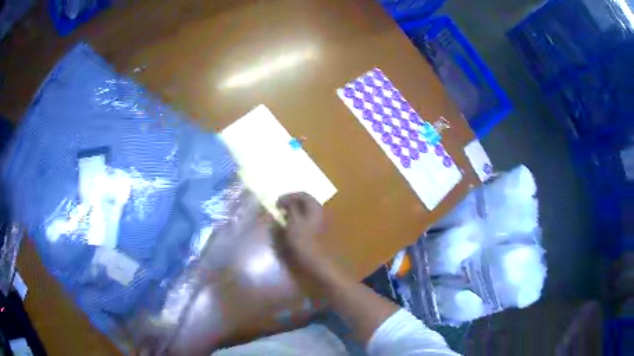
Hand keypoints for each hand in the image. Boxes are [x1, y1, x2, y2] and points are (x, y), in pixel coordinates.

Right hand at [275, 192, 326, 268]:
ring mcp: (319, 220)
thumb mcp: (293, 221)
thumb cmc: (301, 239)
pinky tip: (290, 224)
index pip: (302, 194)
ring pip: (306, 210)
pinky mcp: (316, 229)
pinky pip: (306, 218)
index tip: (277, 203)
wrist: (313, 258)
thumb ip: (290, 208)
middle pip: (305, 201)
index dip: (288, 196)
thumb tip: (286, 201)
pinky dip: (297, 217)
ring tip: (283, 215)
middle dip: (292, 202)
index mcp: (314, 207)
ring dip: (294, 210)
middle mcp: (319, 211)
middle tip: (280, 207)